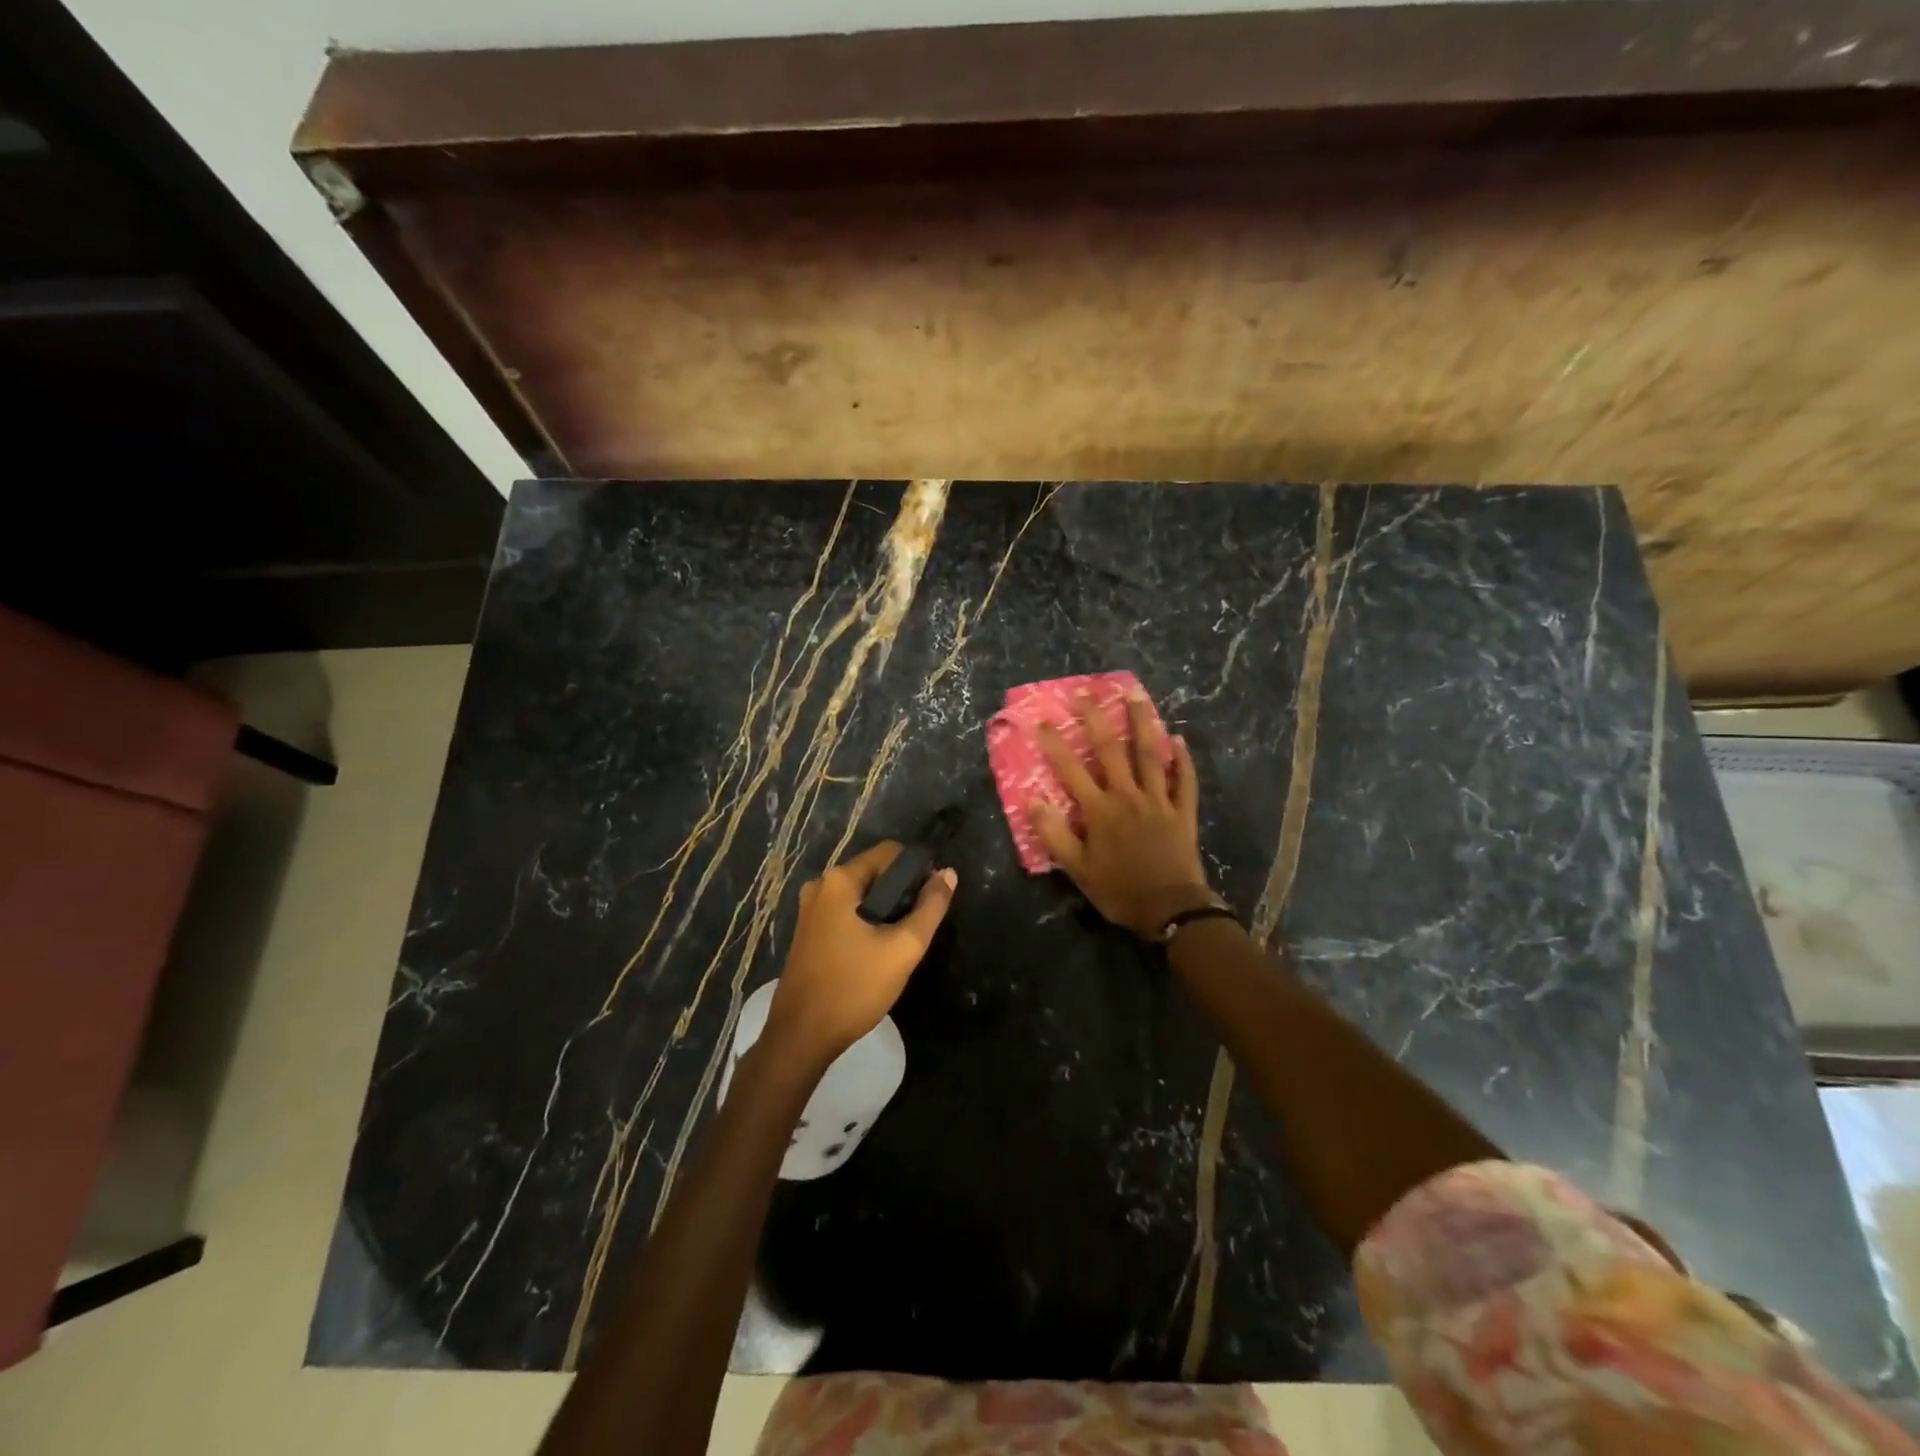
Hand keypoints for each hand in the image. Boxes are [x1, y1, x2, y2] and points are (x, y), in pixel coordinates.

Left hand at [767, 842, 956, 1066]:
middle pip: (875, 872)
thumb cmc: (854, 988)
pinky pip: (846, 912)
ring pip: (861, 895)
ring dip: (885, 910)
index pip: (890, 852)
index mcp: (839, 881)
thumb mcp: (903, 948)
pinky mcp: (808, 931)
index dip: (918, 869)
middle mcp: (820, 885)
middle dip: (901, 892)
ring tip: (901, 941)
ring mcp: (810, 909)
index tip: (933, 898)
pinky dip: (866, 922)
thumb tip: (948, 873)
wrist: (802, 1036)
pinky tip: (877, 951)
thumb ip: (930, 908)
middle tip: (919, 925)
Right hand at [1032, 689, 1211, 938]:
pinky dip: (1182, 759)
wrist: (1170, 909)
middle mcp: (1128, 796)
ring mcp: (1159, 800)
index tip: (1041, 720)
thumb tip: (1033, 800)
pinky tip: (1178, 739)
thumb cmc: (1118, 890)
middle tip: (1087, 691)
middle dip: (1096, 719)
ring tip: (1135, 694)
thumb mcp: (1077, 870)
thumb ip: (1054, 834)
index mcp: (1099, 811)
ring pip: (1149, 754)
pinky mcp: (1182, 810)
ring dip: (1142, 722)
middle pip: (1110, 750)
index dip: (1054, 744)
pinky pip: (1184, 779)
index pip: (1071, 770)